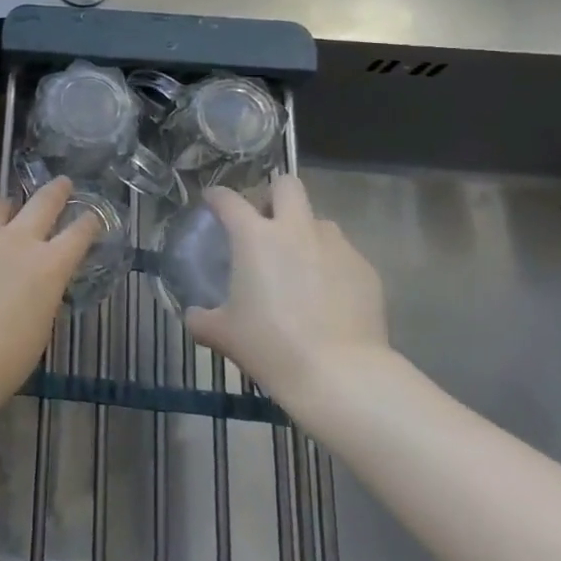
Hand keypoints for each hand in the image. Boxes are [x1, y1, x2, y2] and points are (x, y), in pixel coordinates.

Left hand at [0, 178, 101, 405]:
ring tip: (3, 213)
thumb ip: (43, 293)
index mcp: (50, 266)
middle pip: (43, 202)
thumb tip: (36, 282)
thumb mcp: (41, 325)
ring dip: (4, 209)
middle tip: (62, 184)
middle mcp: (18, 240)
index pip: (79, 234)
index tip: (91, 217)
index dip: (88, 223)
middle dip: (56, 191)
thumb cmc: (6, 358)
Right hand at [184, 177, 390, 427]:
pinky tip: (327, 295)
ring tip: (299, 264)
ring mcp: (336, 247)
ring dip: (305, 232)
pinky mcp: (366, 270)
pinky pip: (343, 254)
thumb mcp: (223, 335)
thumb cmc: (271, 346)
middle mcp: (296, 230)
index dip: (217, 197)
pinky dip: (331, 265)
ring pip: (319, 221)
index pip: (229, 199)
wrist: (341, 375)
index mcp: (254, 236)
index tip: (212, 203)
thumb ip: (202, 318)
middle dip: (273, 196)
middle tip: (264, 223)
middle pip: (287, 186)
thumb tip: (194, 316)